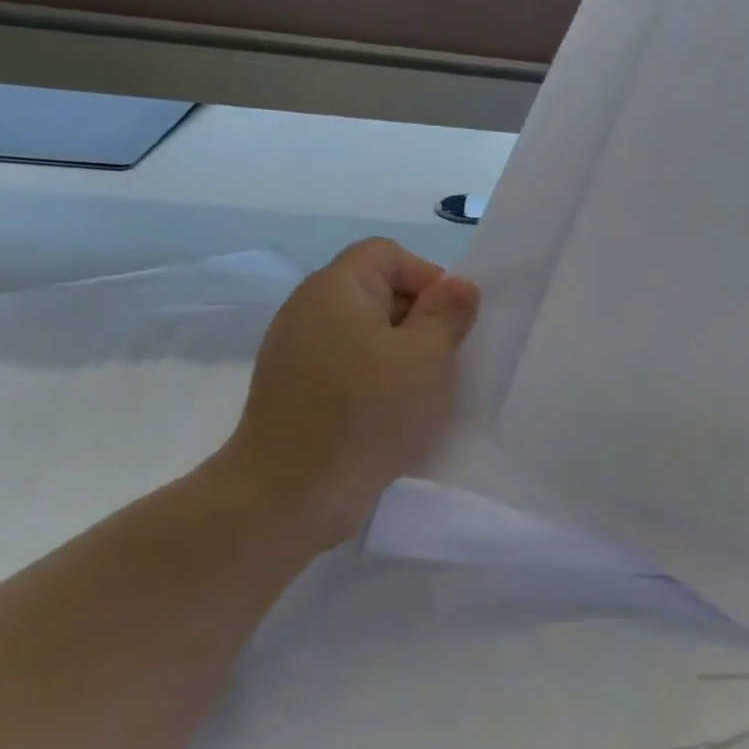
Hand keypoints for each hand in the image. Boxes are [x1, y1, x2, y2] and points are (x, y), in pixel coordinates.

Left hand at [217, 239, 478, 521]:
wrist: (289, 494)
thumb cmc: (368, 414)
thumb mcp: (427, 357)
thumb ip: (447, 313)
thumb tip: (458, 285)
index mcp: (336, 288)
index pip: (389, 253)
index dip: (428, 279)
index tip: (449, 324)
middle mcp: (308, 309)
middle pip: (375, 289)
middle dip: (416, 318)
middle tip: (440, 361)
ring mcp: (295, 351)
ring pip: (362, 331)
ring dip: (398, 354)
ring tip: (418, 392)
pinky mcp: (292, 389)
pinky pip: (344, 365)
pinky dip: (371, 379)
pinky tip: (388, 414)